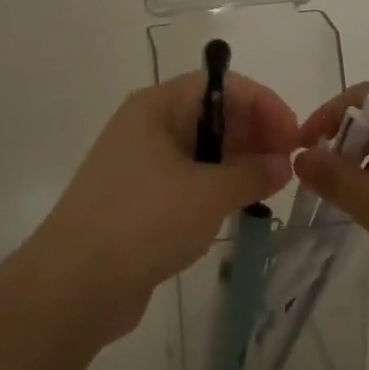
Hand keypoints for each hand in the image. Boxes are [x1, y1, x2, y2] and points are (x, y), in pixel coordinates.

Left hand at [30, 70, 299, 341]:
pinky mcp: (137, 198)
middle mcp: (146, 125)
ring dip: (237, 161)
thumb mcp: (208, 194)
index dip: (263, 104)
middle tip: (288, 165)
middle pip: (210, 114)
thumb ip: (252, 173)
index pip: (220, 86)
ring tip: (271, 186)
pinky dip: (215, 185)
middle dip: (253, 132)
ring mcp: (138, 163)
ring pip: (199, 149)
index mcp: (157, 107)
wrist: (74, 284)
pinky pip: (186, 178)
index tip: (294, 137)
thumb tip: (282, 163)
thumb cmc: (144, 221)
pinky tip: (238, 206)